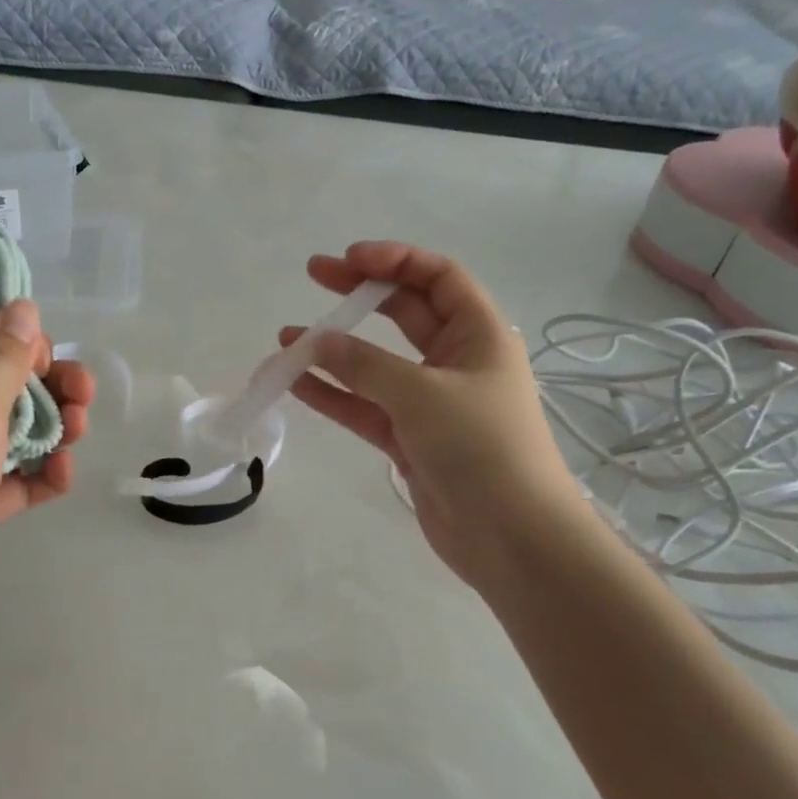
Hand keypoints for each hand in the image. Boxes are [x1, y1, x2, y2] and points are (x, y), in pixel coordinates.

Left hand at [0, 301, 93, 672]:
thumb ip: (1, 355)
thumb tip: (21, 306)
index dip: (22, 340)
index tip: (52, 362)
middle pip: (4, 384)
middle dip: (50, 387)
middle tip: (83, 404)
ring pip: (13, 432)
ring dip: (52, 431)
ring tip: (74, 443)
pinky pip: (11, 482)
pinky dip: (40, 477)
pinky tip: (61, 481)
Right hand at [280, 242, 575, 589]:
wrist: (512, 538)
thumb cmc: (481, 447)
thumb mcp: (421, 394)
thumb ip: (364, 365)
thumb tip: (315, 343)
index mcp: (479, 334)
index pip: (438, 277)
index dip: (394, 260)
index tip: (347, 260)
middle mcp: (456, 361)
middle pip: (405, 312)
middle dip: (359, 294)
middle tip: (313, 278)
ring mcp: (431, 403)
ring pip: (376, 364)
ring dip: (334, 351)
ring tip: (285, 340)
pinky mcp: (410, 441)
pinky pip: (365, 407)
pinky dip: (333, 395)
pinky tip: (295, 382)